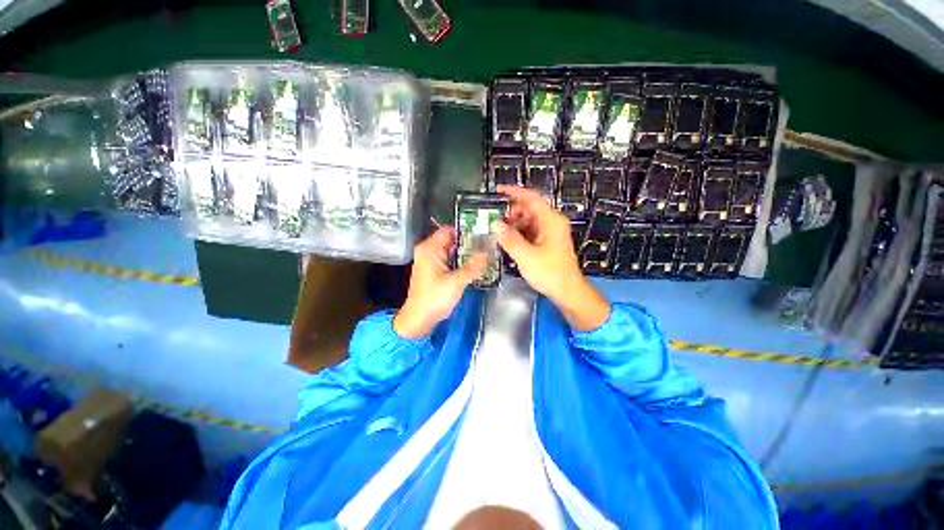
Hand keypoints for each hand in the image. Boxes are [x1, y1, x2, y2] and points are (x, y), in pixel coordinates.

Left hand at [393, 227, 486, 339]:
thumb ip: (473, 267)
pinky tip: (474, 267)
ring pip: (451, 251)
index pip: (448, 230)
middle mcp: (428, 251)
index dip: (465, 231)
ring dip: (466, 254)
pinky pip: (450, 261)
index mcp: (429, 248)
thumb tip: (488, 254)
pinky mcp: (434, 271)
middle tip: (487, 247)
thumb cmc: (434, 298)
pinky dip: (461, 262)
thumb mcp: (456, 282)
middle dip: (468, 244)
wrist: (419, 319)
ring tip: (485, 256)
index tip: (482, 235)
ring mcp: (431, 262)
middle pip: (451, 240)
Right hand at [495, 185, 610, 331]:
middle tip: (494, 220)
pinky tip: (508, 241)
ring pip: (528, 221)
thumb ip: (509, 239)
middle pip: (529, 209)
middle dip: (511, 213)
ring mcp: (549, 233)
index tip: (498, 191)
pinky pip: (530, 232)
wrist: (567, 291)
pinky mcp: (547, 243)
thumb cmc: (550, 273)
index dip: (514, 192)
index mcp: (550, 221)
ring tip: (498, 233)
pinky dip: (518, 234)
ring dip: (513, 225)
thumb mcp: (526, 256)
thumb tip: (495, 224)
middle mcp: (551, 223)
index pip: (532, 198)